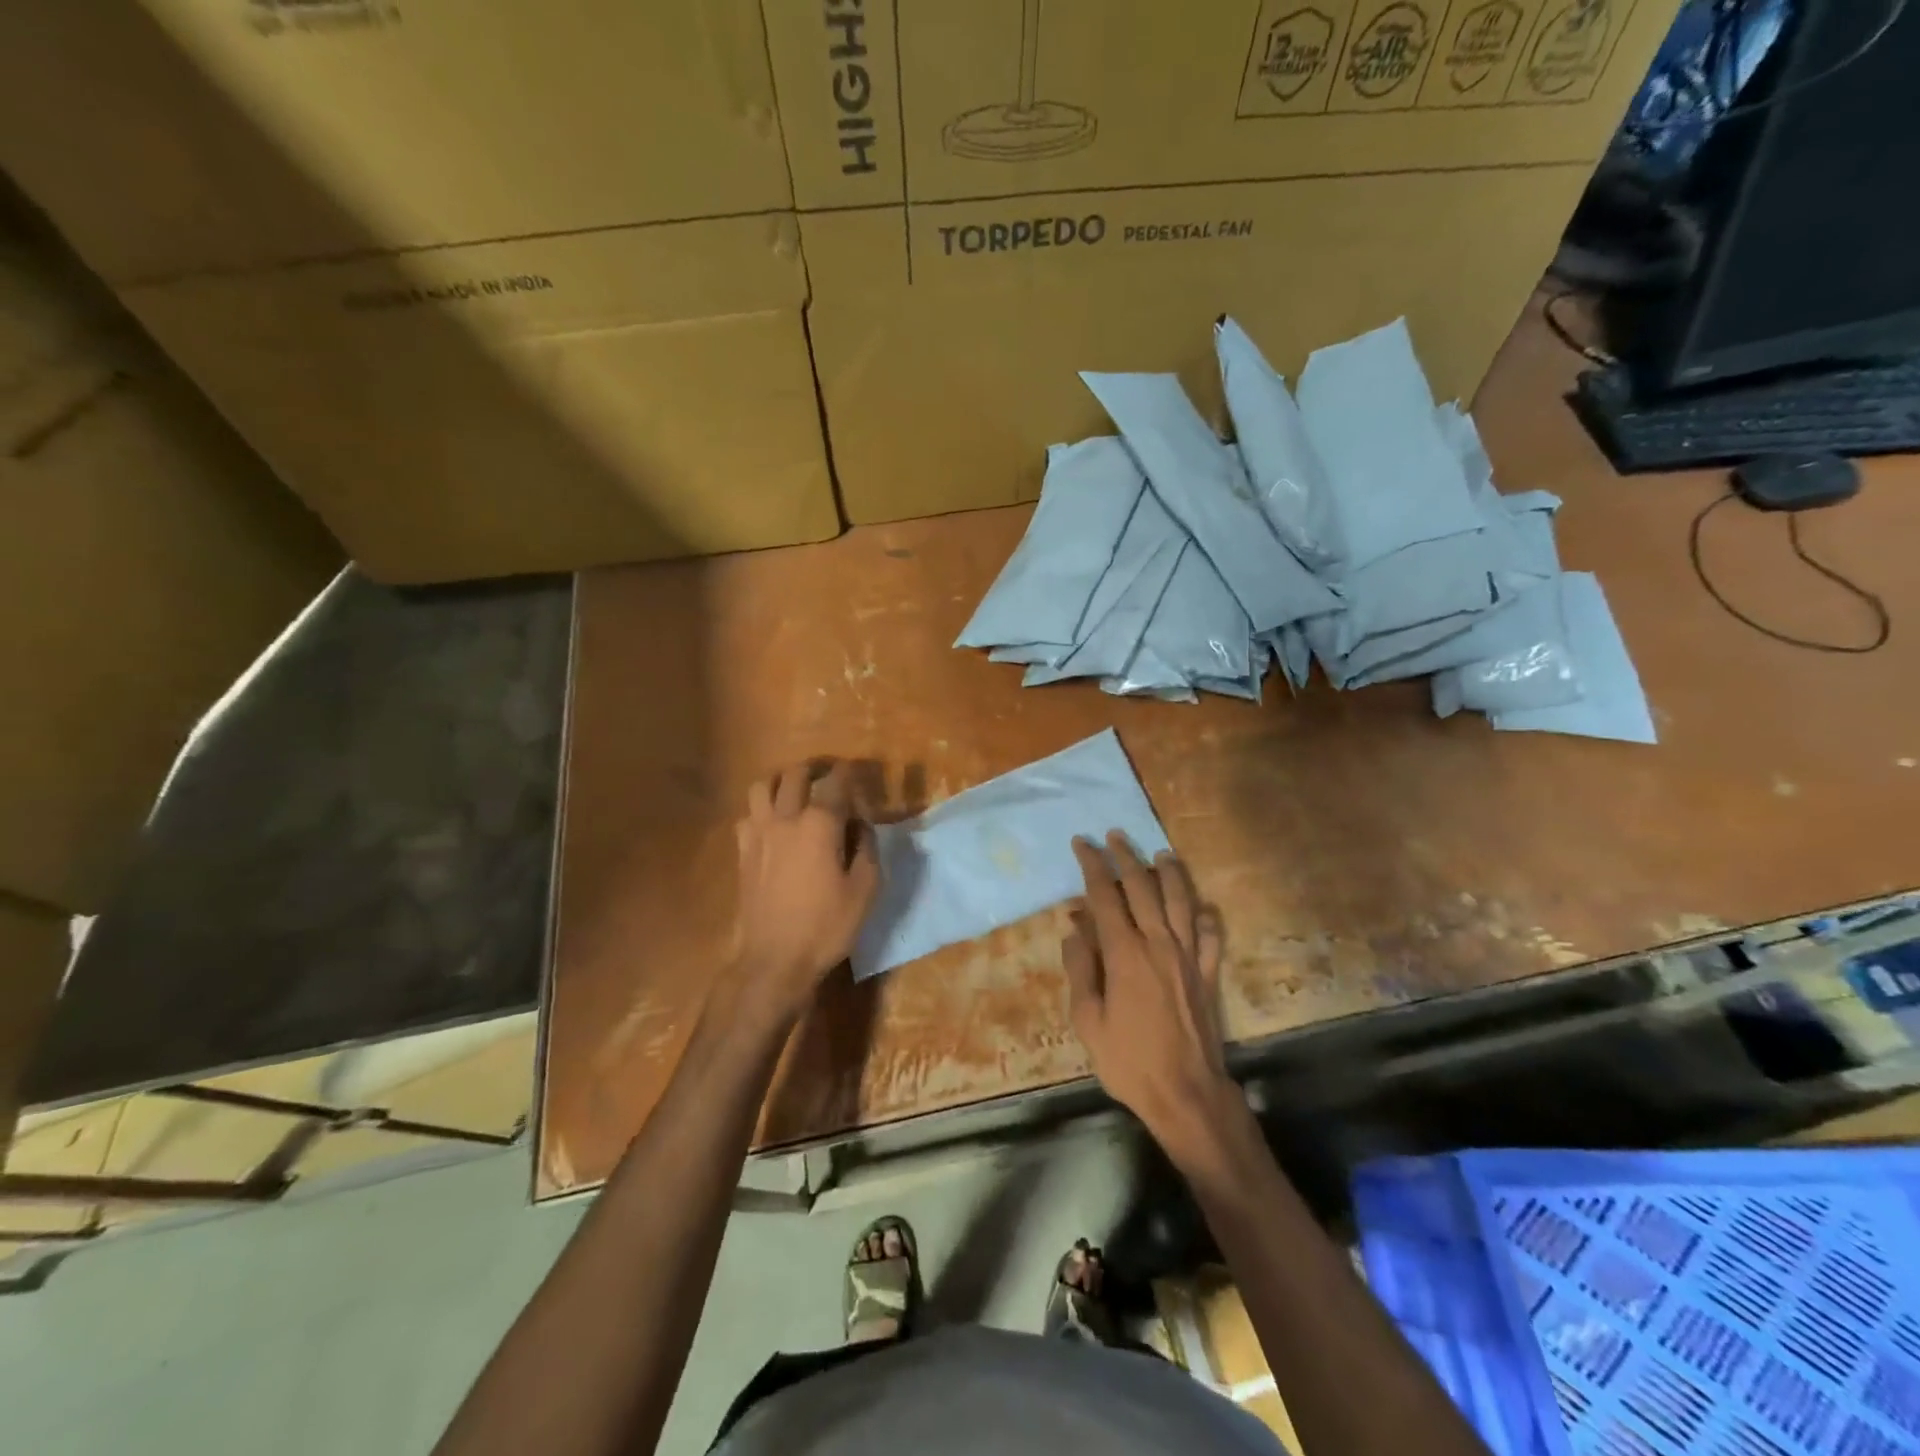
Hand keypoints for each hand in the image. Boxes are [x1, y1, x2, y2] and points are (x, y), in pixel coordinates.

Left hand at [730, 761, 878, 1020]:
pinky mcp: (743, 851)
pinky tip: (773, 824)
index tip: (858, 773)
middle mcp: (786, 818)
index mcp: (820, 824)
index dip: (849, 773)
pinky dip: (762, 809)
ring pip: (762, 786)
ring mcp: (758, 833)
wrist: (773, 960)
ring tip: (795, 790)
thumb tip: (861, 825)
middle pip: (795, 775)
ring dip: (781, 781)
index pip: (836, 782)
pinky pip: (748, 814)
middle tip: (829, 775)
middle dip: (815, 768)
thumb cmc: (826, 926)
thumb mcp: (865, 890)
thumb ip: (867, 848)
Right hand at [1064, 832, 1235, 1154]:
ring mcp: (1187, 957)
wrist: (1186, 1094)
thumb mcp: (1088, 1019)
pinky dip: (1204, 915)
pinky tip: (1200, 906)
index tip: (1082, 843)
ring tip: (1160, 854)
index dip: (1092, 866)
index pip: (1105, 896)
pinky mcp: (1206, 973)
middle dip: (1126, 857)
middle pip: (1143, 888)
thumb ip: (1081, 969)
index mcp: (1125, 953)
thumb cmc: (1128, 1060)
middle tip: (1115, 836)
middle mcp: (1158, 944)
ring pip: (1180, 901)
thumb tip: (1074, 928)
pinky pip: (1209, 935)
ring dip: (1169, 874)